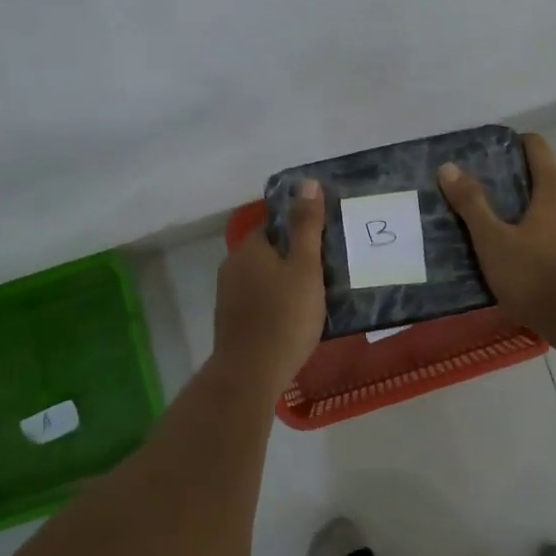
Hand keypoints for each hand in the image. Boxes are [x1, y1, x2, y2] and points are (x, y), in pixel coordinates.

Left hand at [211, 179, 326, 398]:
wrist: (251, 373)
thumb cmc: (285, 315)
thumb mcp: (305, 267)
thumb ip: (307, 225)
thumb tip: (307, 182)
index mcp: (249, 248)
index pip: (275, 225)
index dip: (301, 231)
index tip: (326, 245)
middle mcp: (232, 266)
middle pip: (269, 252)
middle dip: (294, 259)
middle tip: (327, 272)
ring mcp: (228, 296)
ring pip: (263, 279)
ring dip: (285, 283)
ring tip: (316, 297)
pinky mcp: (231, 322)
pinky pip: (258, 302)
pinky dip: (275, 304)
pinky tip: (294, 320)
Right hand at [437, 133, 555, 342]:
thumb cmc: (535, 275)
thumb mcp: (493, 240)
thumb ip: (472, 204)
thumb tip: (449, 167)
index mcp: (554, 189)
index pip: (537, 147)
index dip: (512, 143)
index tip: (486, 153)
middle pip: (543, 176)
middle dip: (511, 179)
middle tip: (477, 190)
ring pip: (549, 207)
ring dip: (522, 208)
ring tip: (490, 222)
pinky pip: (554, 232)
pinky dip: (534, 232)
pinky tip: (513, 252)